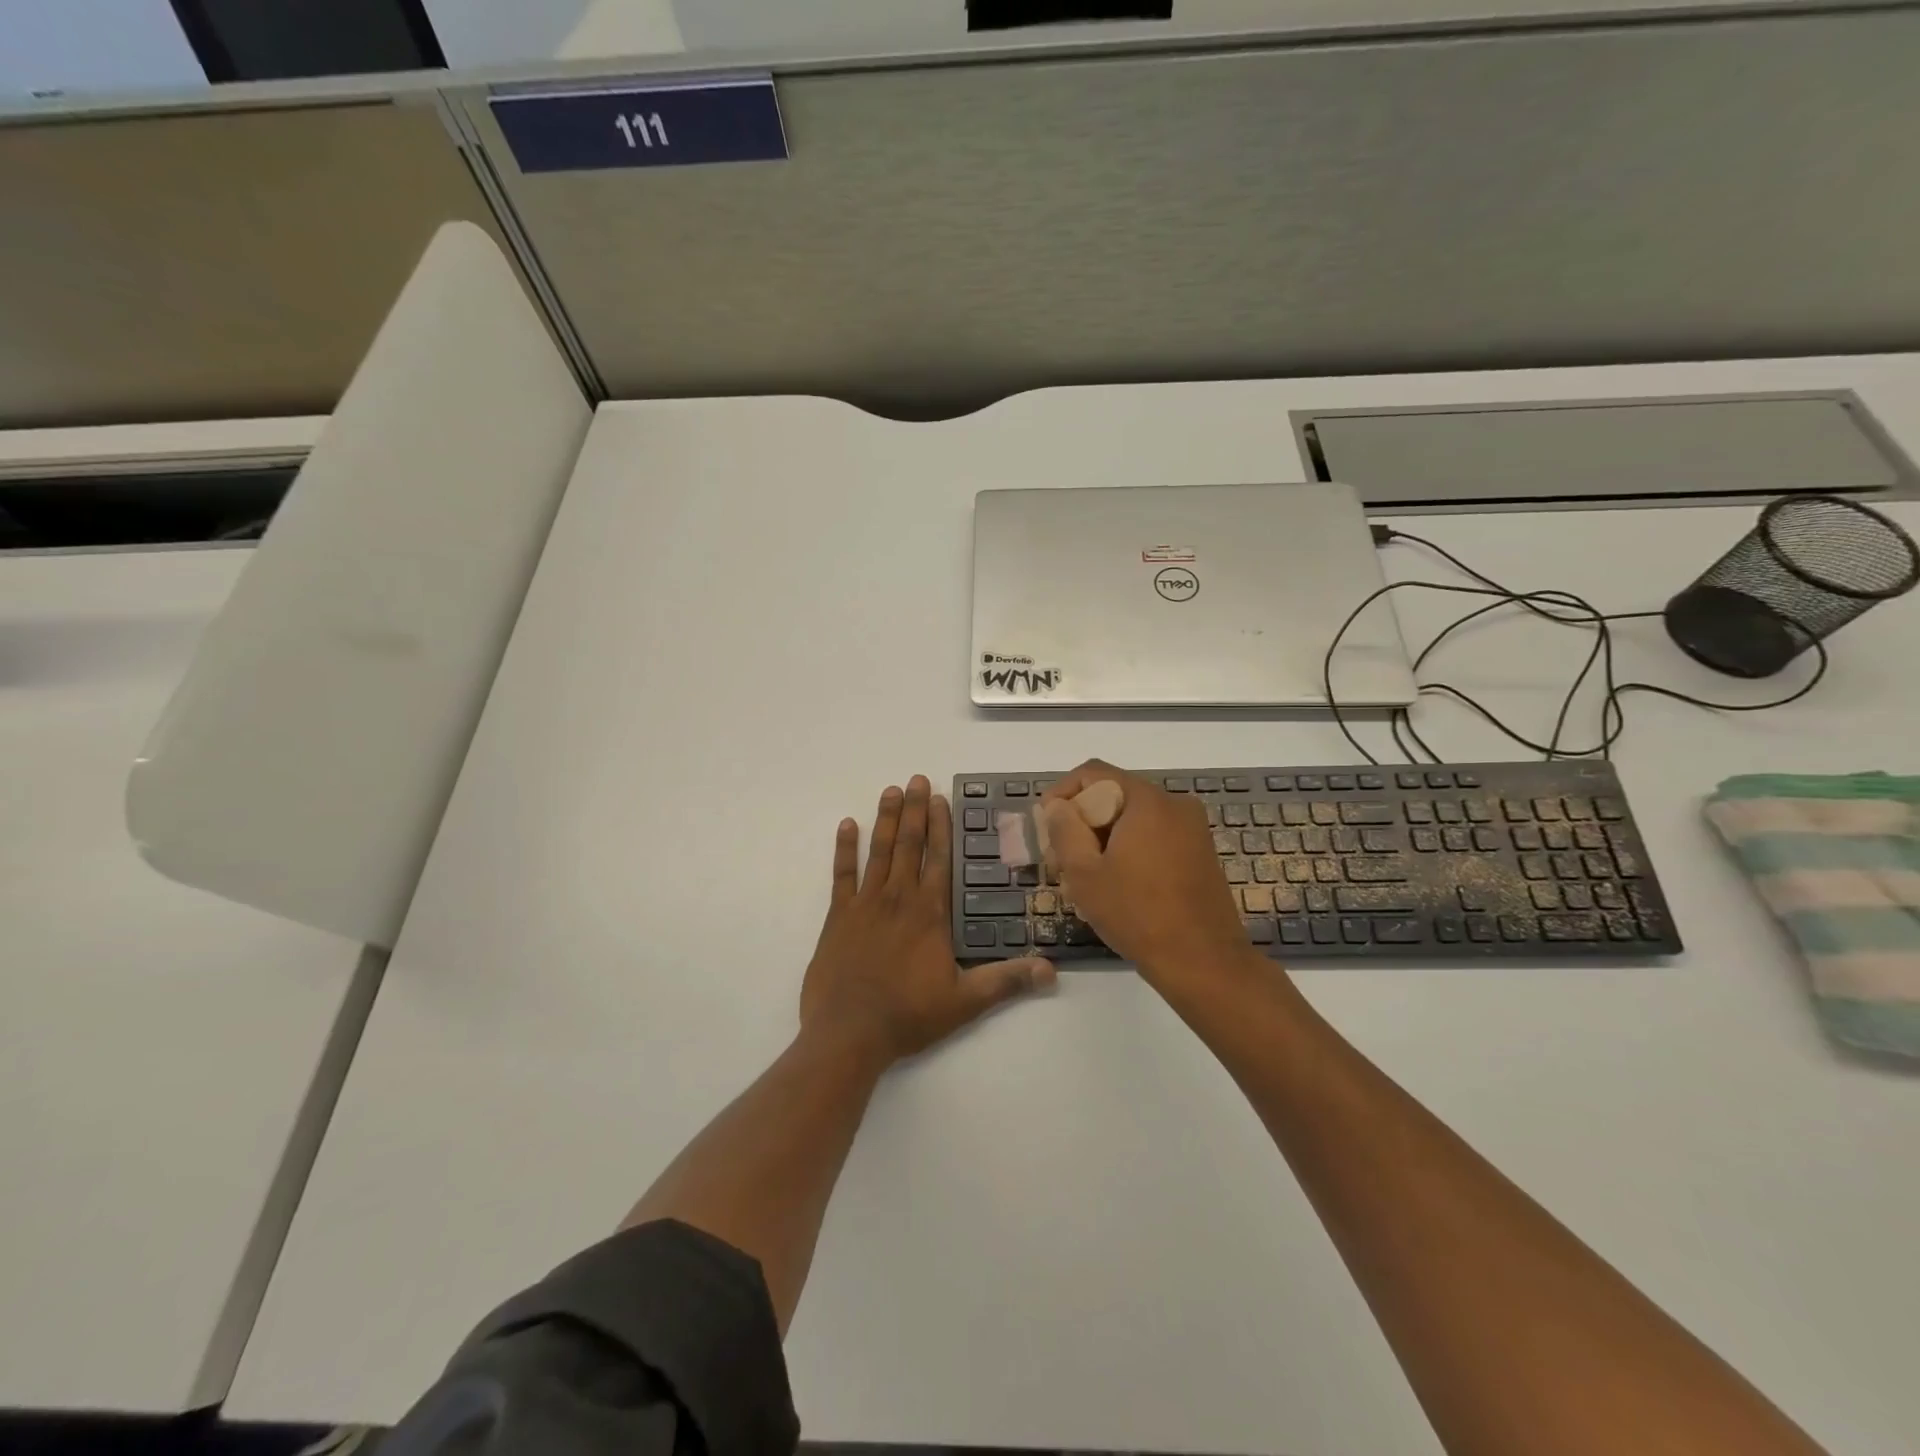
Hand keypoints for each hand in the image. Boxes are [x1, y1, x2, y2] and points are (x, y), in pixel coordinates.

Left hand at [801, 776, 1053, 1064]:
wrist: (849, 1033)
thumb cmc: (909, 1015)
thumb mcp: (966, 1001)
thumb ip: (1007, 981)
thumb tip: (1051, 970)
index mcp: (929, 913)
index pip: (938, 859)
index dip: (940, 827)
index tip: (939, 798)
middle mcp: (899, 898)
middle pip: (909, 845)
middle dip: (914, 810)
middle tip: (916, 779)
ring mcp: (865, 904)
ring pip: (879, 852)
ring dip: (885, 819)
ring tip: (890, 790)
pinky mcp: (838, 917)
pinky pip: (841, 874)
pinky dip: (844, 849)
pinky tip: (846, 825)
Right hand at [1041, 760, 1259, 987]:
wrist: (1204, 962)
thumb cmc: (1137, 914)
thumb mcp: (1085, 873)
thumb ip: (1064, 830)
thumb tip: (1058, 806)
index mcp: (1147, 800)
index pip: (1094, 773)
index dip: (1061, 793)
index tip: (1044, 824)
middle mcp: (1175, 804)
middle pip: (1114, 795)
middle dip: (1081, 821)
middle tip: (1059, 858)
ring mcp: (1193, 828)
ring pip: (1133, 819)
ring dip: (1103, 838)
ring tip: (1082, 877)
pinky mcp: (1200, 852)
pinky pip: (1154, 836)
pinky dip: (1128, 849)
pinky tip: (1115, 884)